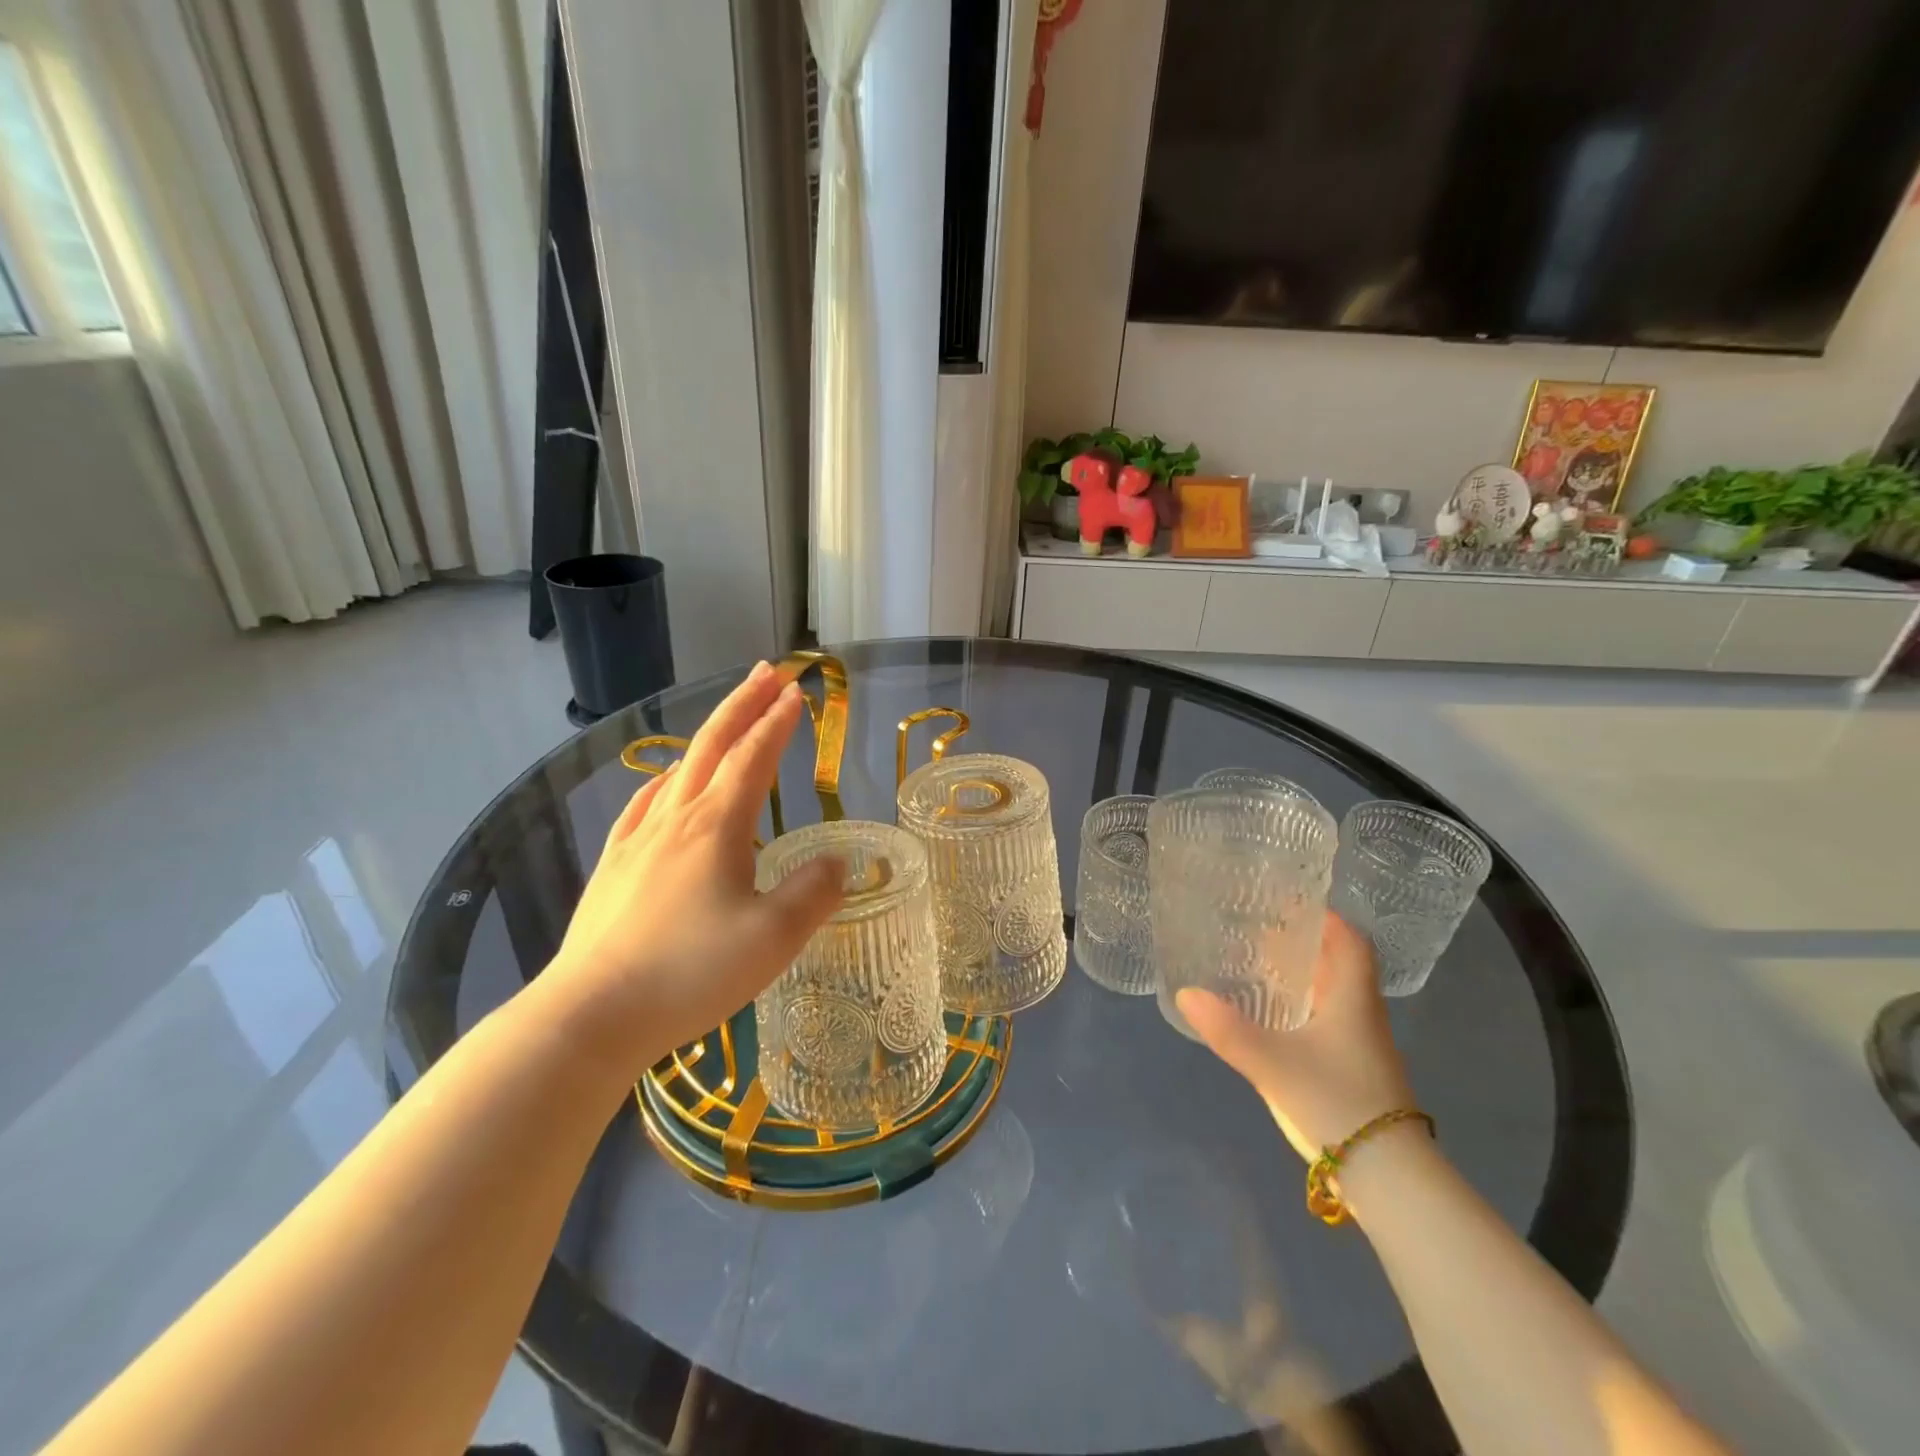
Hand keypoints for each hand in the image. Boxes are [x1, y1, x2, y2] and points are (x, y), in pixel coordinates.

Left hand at [533, 663, 843, 1078]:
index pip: (753, 757)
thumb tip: (835, 862)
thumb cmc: (690, 973)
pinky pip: (644, 805)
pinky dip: (665, 780)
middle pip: (712, 745)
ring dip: (708, 737)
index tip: (798, 692)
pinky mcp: (614, 868)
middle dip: (743, 704)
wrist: (591, 1016)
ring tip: (726, 723)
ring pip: (678, 770)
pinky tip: (664, 786)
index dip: (778, 722)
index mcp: (716, 826)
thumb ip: (813, 894)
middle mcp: (675, 819)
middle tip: (768, 671)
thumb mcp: (773, 938)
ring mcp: (637, 841)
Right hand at [1177, 912, 1414, 1161]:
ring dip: (1304, 979)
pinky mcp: (1358, 1075)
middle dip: (1305, 945)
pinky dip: (1304, 1011)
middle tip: (1260, 933)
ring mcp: (1364, 1049)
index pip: (1352, 942)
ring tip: (1260, 970)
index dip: (1325, 917)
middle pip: (1341, 966)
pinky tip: (1275, 1023)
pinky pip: (1330, 1024)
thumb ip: (1228, 1029)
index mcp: (1353, 1000)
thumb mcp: (1273, 1064)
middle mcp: (1364, 1017)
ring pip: (1335, 997)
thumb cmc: (1338, 1104)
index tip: (1289, 903)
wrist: (1390, 1181)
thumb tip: (1186, 993)